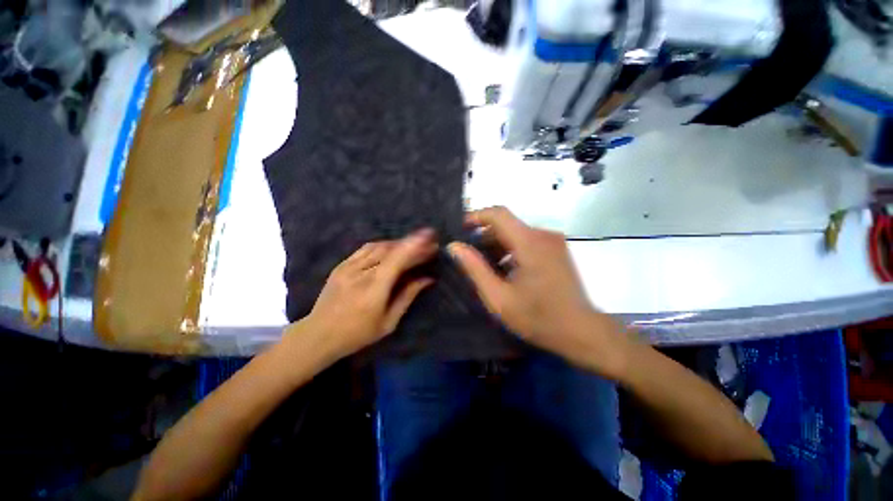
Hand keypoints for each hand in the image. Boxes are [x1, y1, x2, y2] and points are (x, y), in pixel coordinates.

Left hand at [300, 229, 437, 358]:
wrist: (318, 335)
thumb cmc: (358, 334)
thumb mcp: (388, 322)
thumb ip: (408, 296)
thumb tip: (427, 279)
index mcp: (374, 289)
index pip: (397, 259)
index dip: (414, 245)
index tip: (429, 237)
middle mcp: (360, 273)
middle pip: (390, 250)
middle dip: (411, 244)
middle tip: (428, 243)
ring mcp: (348, 267)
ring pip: (378, 246)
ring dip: (398, 243)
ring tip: (412, 245)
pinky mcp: (341, 265)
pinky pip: (366, 249)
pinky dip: (383, 245)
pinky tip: (392, 248)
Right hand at [448, 207, 630, 377]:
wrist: (583, 333)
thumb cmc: (538, 318)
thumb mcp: (499, 297)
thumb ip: (475, 269)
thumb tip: (455, 246)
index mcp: (529, 242)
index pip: (498, 214)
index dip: (476, 216)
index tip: (459, 230)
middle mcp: (543, 235)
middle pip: (506, 225)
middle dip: (484, 237)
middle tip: (468, 257)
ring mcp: (553, 242)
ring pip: (516, 233)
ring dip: (497, 245)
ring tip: (484, 267)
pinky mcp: (557, 250)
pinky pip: (527, 242)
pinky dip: (511, 251)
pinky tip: (505, 271)